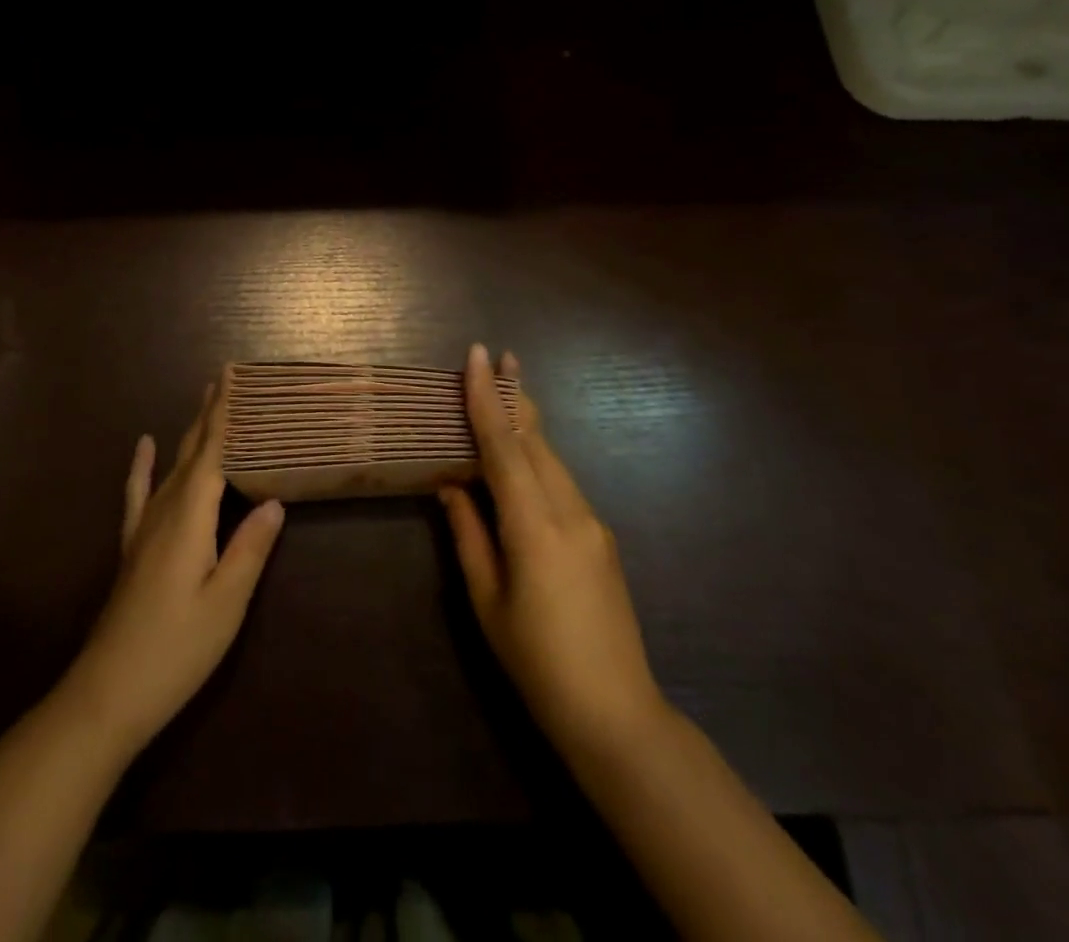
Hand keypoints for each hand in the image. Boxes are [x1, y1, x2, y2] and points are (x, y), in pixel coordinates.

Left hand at [61, 381, 285, 756]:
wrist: (108, 691)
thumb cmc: (177, 648)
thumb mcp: (226, 603)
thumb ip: (250, 548)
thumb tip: (274, 500)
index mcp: (190, 518)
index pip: (212, 453)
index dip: (224, 414)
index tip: (231, 375)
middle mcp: (164, 511)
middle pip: (191, 451)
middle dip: (209, 414)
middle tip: (224, 378)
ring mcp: (144, 528)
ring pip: (171, 466)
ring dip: (188, 433)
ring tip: (201, 403)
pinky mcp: (133, 546)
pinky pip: (139, 493)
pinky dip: (143, 466)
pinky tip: (144, 446)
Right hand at [440, 345, 666, 757]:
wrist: (617, 714)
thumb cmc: (537, 662)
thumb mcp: (487, 600)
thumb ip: (468, 534)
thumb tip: (450, 485)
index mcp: (535, 527)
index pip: (504, 447)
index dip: (488, 398)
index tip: (479, 354)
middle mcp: (570, 512)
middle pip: (536, 441)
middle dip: (514, 396)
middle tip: (496, 357)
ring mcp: (593, 523)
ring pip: (552, 458)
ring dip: (526, 425)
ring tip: (504, 394)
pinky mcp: (601, 538)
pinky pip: (562, 482)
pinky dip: (537, 458)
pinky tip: (521, 459)